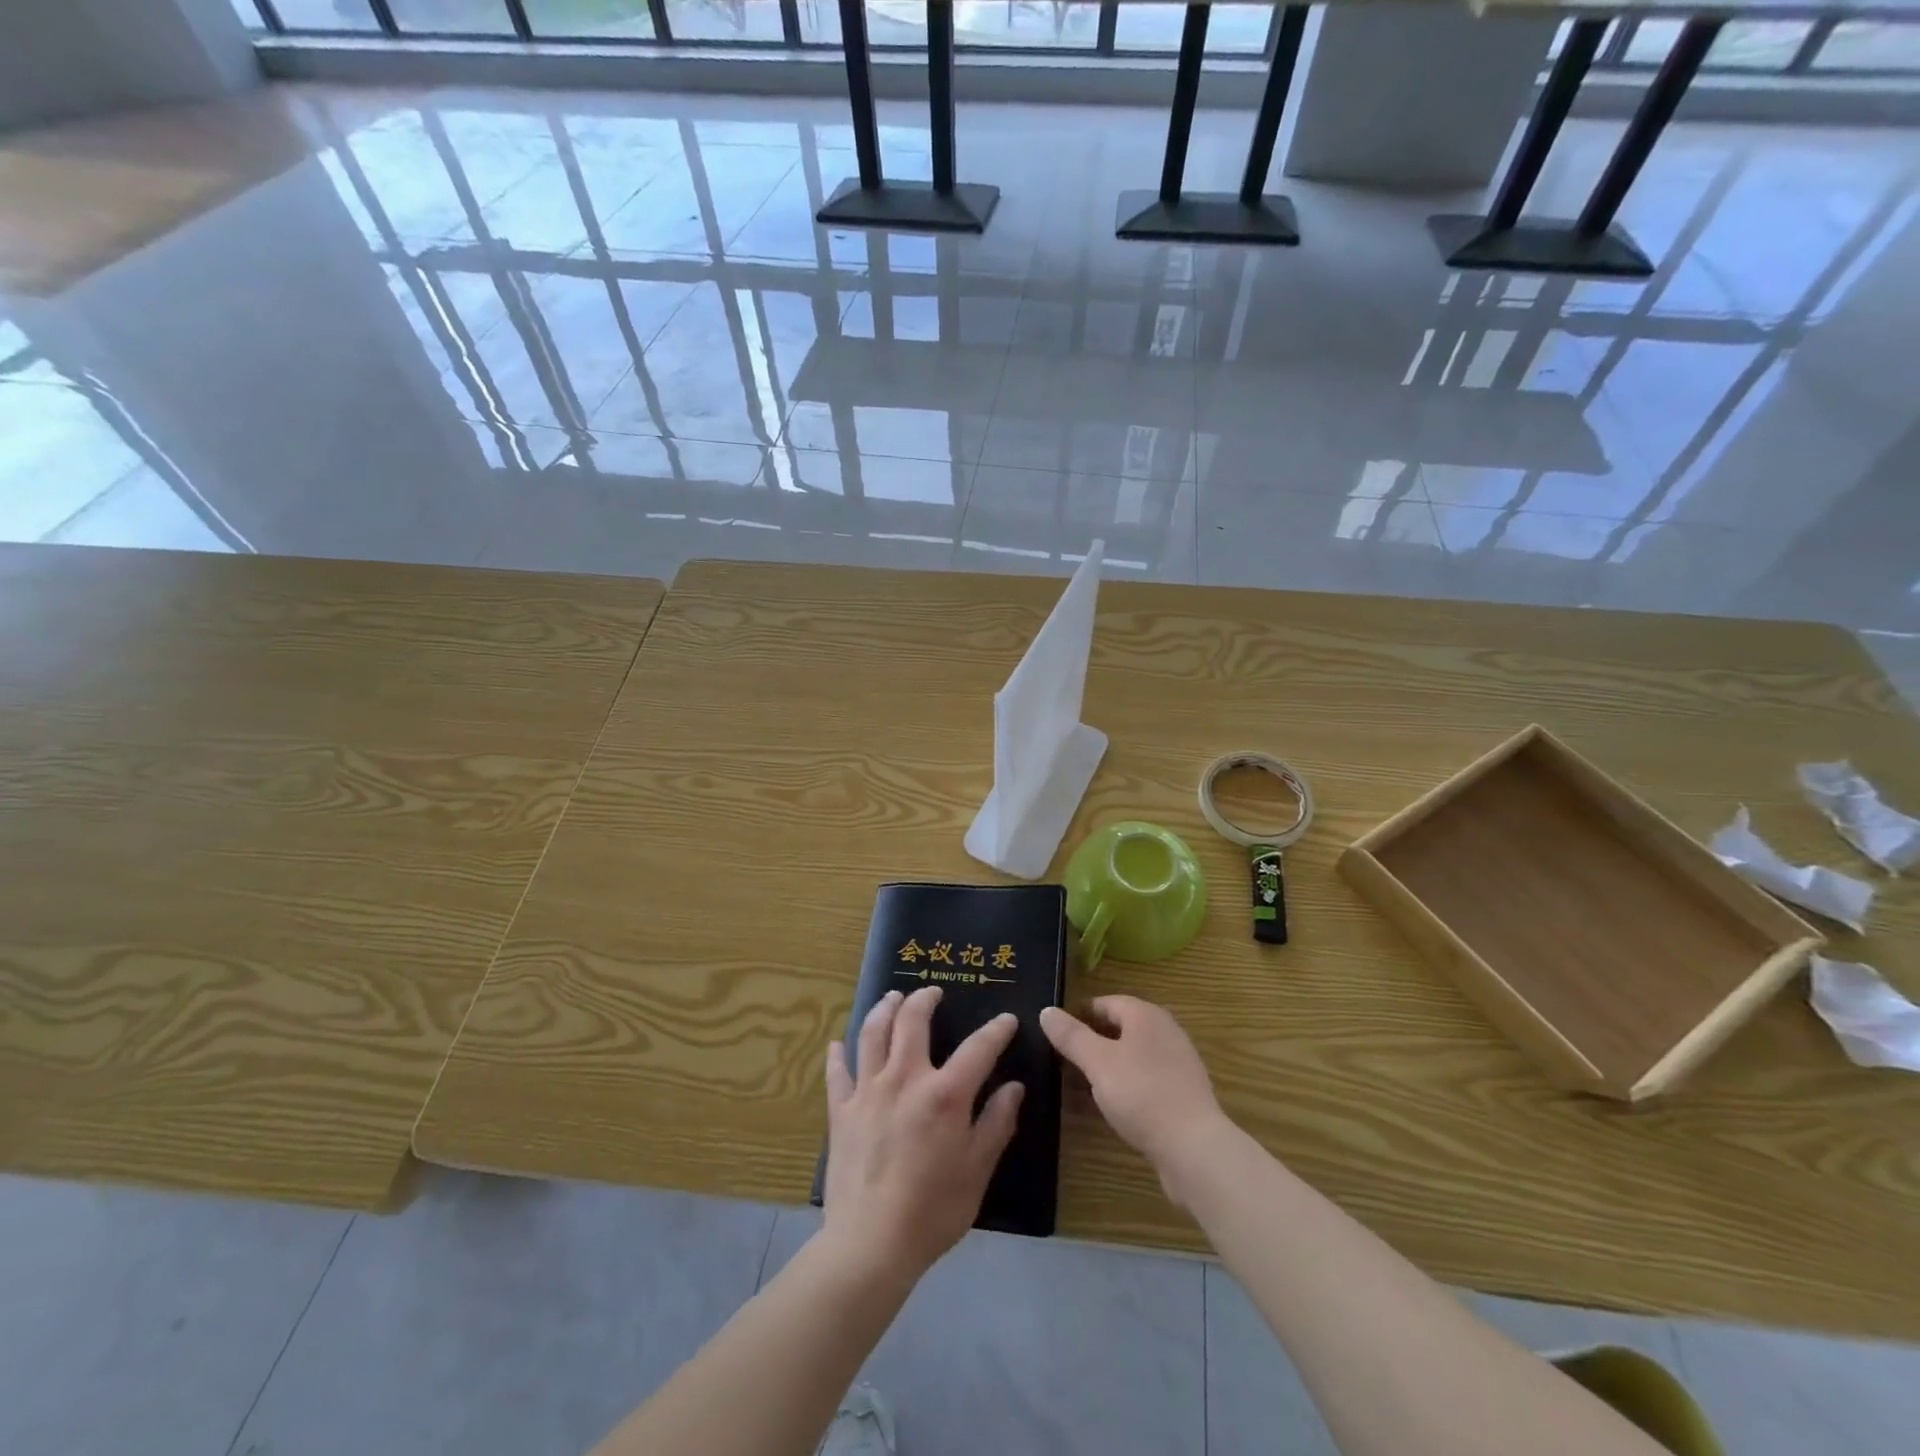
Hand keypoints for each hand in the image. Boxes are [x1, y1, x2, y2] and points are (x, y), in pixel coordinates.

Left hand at [821, 986, 1023, 1282]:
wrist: (870, 1245)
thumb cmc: (933, 1211)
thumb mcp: (978, 1171)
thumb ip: (996, 1123)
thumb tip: (1013, 1087)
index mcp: (945, 1094)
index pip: (978, 1048)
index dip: (996, 1030)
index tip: (1007, 1020)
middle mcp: (904, 1079)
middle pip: (912, 1021)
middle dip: (925, 999)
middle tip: (932, 992)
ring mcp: (867, 1091)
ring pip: (872, 1033)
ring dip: (883, 1009)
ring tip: (892, 997)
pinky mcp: (840, 1111)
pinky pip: (837, 1072)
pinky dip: (838, 1054)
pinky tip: (838, 1043)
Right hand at [1040, 996, 1225, 1193]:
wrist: (1193, 1148)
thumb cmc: (1141, 1094)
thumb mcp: (1098, 1062)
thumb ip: (1071, 1036)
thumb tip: (1047, 1011)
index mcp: (1146, 1015)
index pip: (1105, 1002)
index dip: (1078, 1014)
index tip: (1054, 1033)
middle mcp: (1164, 1032)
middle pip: (1119, 1029)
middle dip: (1089, 1043)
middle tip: (1060, 1061)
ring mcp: (1175, 1064)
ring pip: (1129, 1057)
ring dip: (1103, 1068)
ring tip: (1075, 1087)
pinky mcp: (1180, 1095)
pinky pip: (1142, 1082)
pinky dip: (1121, 1088)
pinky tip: (1104, 1107)